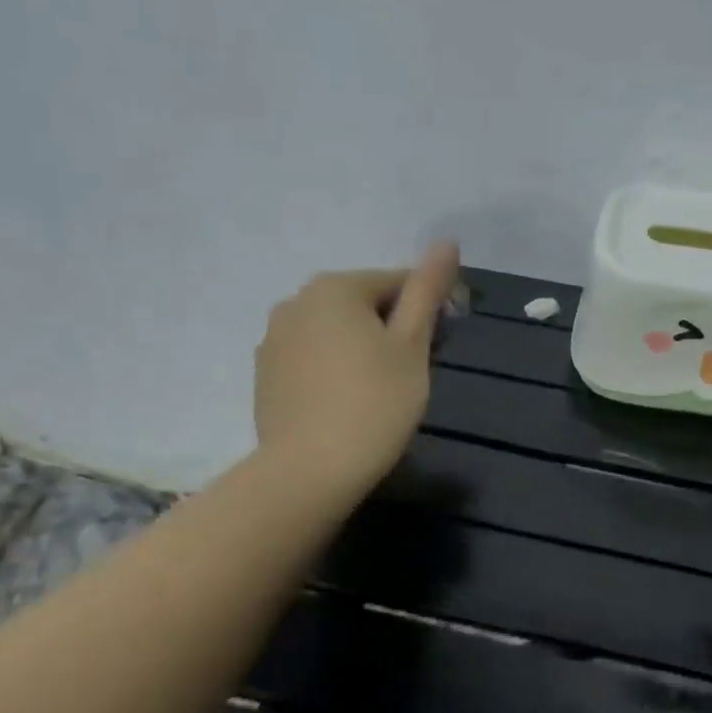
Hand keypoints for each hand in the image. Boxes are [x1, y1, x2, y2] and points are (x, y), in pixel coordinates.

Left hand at [254, 242, 460, 493]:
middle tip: (409, 375)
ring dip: (359, 350)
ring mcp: (274, 339)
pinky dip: (331, 371)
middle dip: (389, 330)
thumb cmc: (375, 403)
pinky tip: (344, 404)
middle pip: (361, 305)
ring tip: (376, 393)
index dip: (426, 311)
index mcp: (335, 287)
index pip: (396, 283)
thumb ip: (427, 290)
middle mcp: (295, 301)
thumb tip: (446, 241)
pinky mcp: (264, 375)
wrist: (310, 471)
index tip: (438, 347)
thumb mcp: (412, 345)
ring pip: (333, 333)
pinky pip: (310, 359)